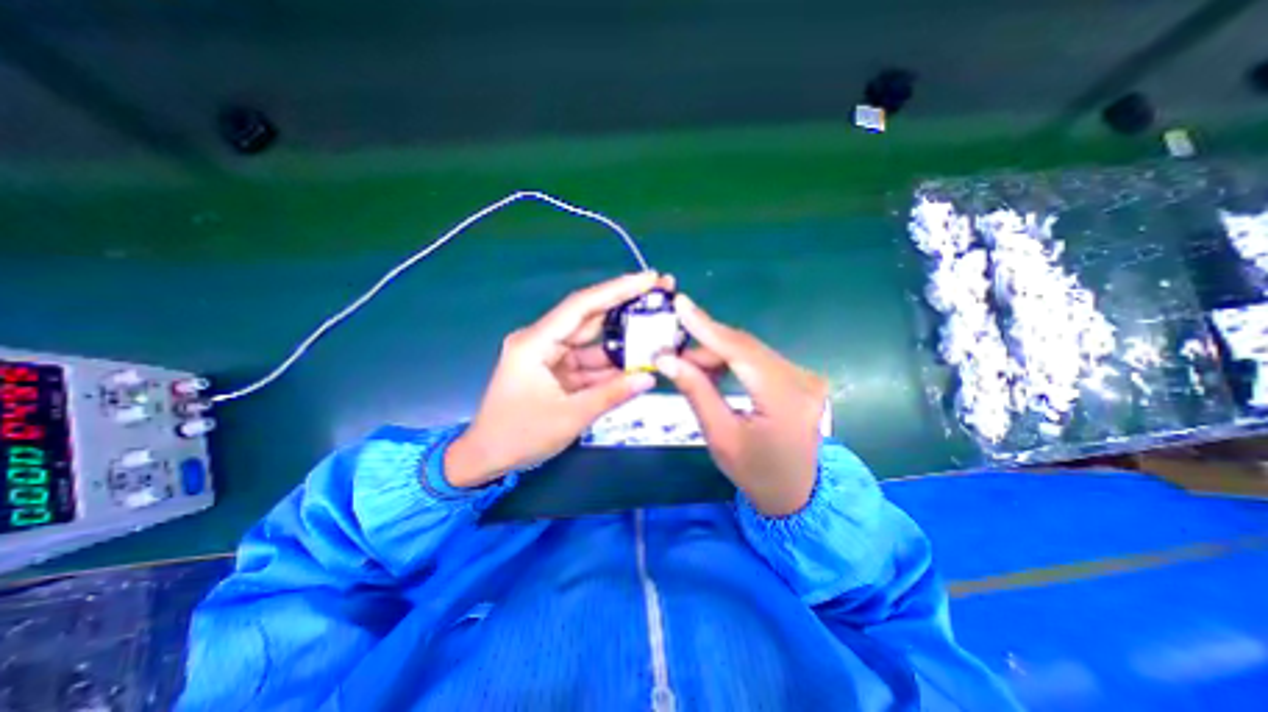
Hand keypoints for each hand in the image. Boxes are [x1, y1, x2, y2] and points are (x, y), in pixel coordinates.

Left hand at [446, 273, 672, 489]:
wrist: (487, 458)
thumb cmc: (519, 436)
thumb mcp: (570, 417)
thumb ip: (611, 395)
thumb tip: (650, 377)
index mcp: (535, 343)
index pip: (581, 306)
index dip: (617, 290)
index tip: (649, 279)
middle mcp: (542, 341)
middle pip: (589, 317)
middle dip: (624, 306)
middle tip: (660, 296)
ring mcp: (549, 355)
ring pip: (592, 341)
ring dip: (621, 339)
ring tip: (655, 329)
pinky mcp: (556, 370)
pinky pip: (588, 362)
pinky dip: (610, 364)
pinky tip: (636, 361)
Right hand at [653, 296, 834, 516]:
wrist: (795, 493)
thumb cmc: (755, 473)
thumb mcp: (720, 436)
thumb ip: (696, 392)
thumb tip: (666, 359)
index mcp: (785, 399)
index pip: (740, 351)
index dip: (707, 327)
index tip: (680, 304)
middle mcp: (802, 379)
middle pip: (744, 347)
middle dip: (706, 346)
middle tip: (673, 356)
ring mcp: (805, 376)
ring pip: (749, 350)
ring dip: (717, 354)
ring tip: (690, 368)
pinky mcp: (799, 377)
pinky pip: (758, 359)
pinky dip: (732, 360)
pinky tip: (714, 371)